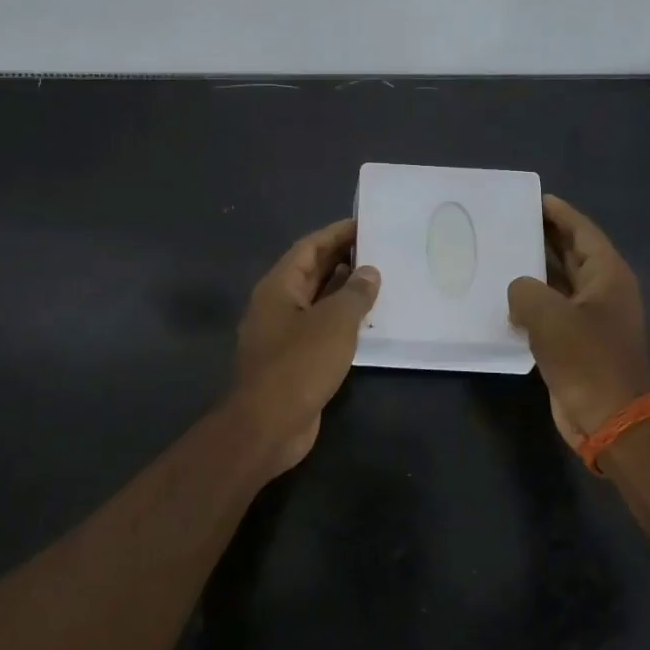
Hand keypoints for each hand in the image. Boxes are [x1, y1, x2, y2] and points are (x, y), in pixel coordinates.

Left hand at [232, 219, 380, 475]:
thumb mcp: (334, 323)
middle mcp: (277, 305)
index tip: (365, 223)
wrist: (268, 425)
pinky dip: (342, 321)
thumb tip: (369, 272)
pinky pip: (321, 329)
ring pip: (317, 302)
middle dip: (342, 259)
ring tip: (381, 279)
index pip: (308, 248)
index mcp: (278, 287)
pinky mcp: (294, 360)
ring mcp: (283, 334)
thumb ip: (354, 294)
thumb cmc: (299, 365)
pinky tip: (369, 322)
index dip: (335, 234)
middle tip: (379, 248)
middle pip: (311, 272)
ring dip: (344, 290)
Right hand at [507, 195, 649, 449]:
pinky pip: (552, 311)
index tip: (537, 199)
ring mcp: (591, 319)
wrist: (609, 418)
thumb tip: (519, 291)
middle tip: (513, 222)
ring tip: (503, 254)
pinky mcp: (577, 343)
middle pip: (573, 254)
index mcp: (608, 276)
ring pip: (561, 283)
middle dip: (546, 237)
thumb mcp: (548, 316)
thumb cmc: (586, 359)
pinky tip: (505, 299)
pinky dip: (532, 301)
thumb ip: (525, 290)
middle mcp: (603, 292)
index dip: (561, 215)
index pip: (583, 233)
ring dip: (536, 270)